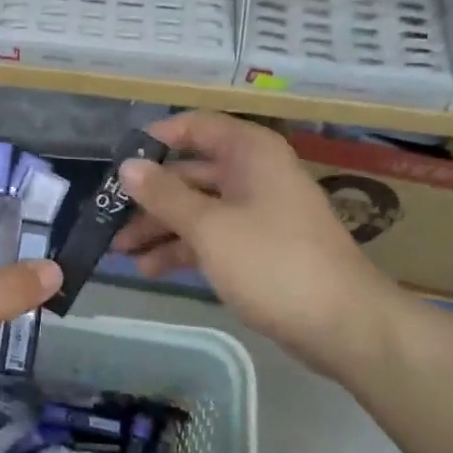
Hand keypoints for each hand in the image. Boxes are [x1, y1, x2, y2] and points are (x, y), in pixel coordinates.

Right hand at [113, 112, 401, 373]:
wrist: (344, 325)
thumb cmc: (273, 263)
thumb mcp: (210, 227)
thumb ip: (164, 195)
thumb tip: (127, 166)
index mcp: (250, 153)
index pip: (194, 127)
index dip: (154, 140)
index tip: (117, 163)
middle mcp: (253, 174)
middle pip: (190, 172)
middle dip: (148, 196)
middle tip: (108, 217)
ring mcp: (257, 212)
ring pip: (197, 208)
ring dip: (159, 227)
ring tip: (120, 251)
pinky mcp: (258, 248)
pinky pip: (211, 236)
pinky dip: (182, 249)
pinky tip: (150, 269)